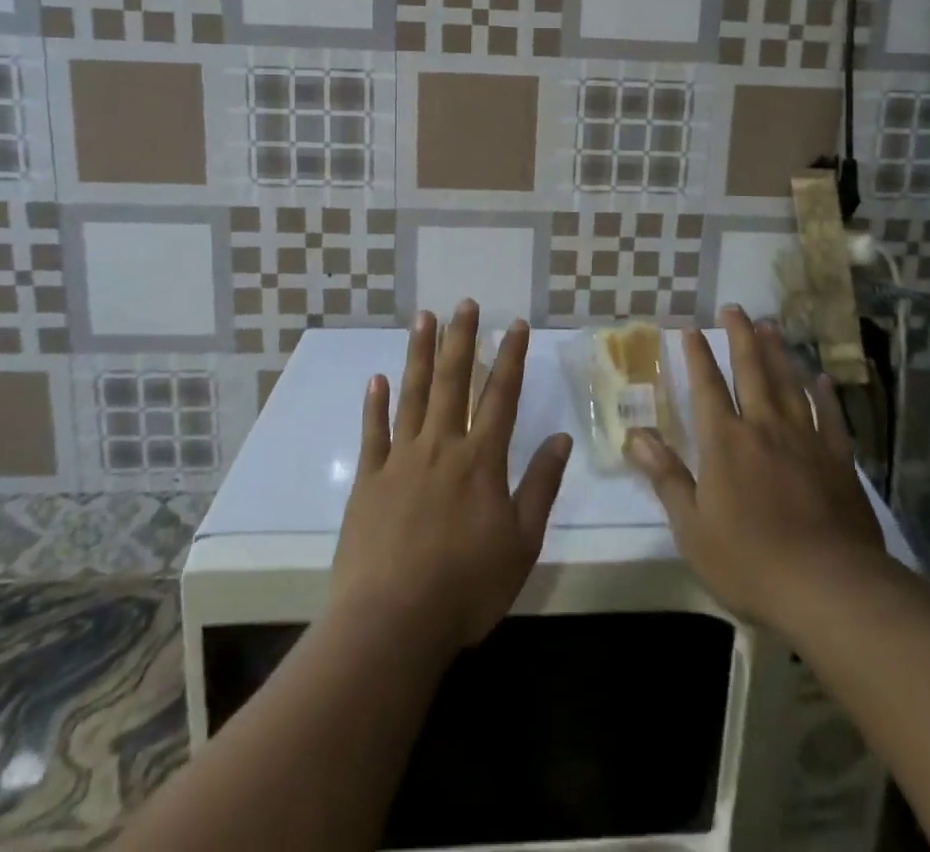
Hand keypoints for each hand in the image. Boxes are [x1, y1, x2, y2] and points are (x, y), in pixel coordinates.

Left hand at [332, 302, 572, 657]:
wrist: (391, 625)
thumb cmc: (465, 588)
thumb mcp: (521, 543)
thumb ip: (540, 486)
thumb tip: (562, 438)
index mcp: (481, 460)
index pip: (501, 396)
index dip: (510, 357)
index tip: (515, 324)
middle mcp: (441, 447)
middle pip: (453, 382)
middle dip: (461, 339)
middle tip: (464, 303)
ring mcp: (400, 460)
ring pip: (413, 395)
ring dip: (420, 354)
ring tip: (424, 318)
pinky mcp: (368, 482)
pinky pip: (373, 433)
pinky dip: (375, 404)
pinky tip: (378, 378)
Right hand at [625, 306, 884, 630]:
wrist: (828, 586)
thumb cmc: (749, 561)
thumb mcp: (692, 528)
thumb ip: (666, 478)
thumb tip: (636, 438)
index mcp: (725, 442)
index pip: (707, 387)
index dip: (698, 356)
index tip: (691, 328)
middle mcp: (764, 427)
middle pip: (751, 371)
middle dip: (740, 337)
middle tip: (735, 308)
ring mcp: (805, 439)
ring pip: (789, 384)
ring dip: (778, 353)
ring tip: (770, 326)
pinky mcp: (839, 459)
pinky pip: (830, 416)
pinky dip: (824, 394)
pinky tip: (821, 377)